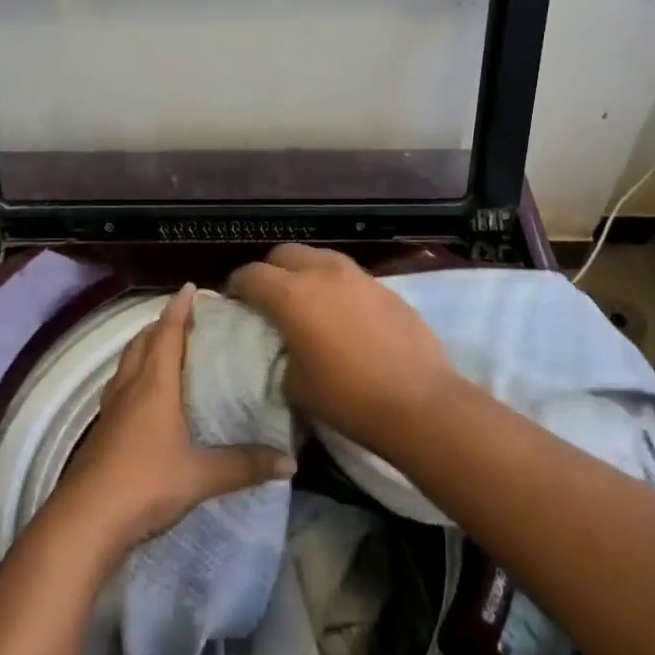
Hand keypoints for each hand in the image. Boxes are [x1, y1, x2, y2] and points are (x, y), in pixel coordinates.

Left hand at [50, 284, 294, 562]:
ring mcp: (111, 409)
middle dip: (162, 324)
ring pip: (127, 363)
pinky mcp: (101, 432)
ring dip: (144, 348)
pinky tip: (142, 396)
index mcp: (155, 385)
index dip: (179, 308)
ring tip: (164, 348)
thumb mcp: (201, 476)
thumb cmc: (146, 483)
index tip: (190, 288)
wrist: (85, 521)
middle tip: (184, 318)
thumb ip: (245, 465)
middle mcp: (131, 387)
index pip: (168, 333)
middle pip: (143, 342)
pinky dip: (133, 377)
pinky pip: (119, 388)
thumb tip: (291, 462)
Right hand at [226, 245, 453, 453]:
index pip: (251, 275)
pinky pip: (347, 275)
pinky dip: (334, 285)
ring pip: (319, 257)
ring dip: (304, 272)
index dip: (236, 286)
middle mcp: (322, 273)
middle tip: (268, 298)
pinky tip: (341, 314)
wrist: (419, 401)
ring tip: (306, 302)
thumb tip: (286, 347)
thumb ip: (281, 354)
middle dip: (270, 271)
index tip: (234, 302)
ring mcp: (357, 275)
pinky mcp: (384, 286)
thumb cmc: (348, 398)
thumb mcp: (295, 384)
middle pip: (285, 253)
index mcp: (292, 295)